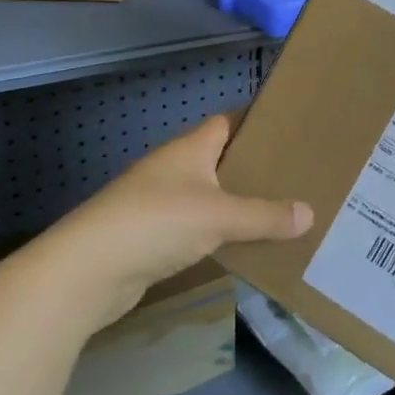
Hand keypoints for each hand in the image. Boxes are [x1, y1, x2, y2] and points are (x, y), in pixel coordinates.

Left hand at [19, 115, 312, 331]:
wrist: (84, 273)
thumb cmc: (155, 223)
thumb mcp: (220, 216)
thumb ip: (266, 216)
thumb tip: (310, 214)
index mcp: (189, 149)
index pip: (228, 122)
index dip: (257, 122)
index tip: (292, 128)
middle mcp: (173, 169)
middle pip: (222, 160)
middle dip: (255, 167)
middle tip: (297, 175)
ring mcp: (158, 204)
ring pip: (210, 196)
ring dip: (238, 203)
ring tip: (281, 211)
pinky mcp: (151, 238)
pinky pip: (197, 228)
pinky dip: (220, 233)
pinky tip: (244, 245)